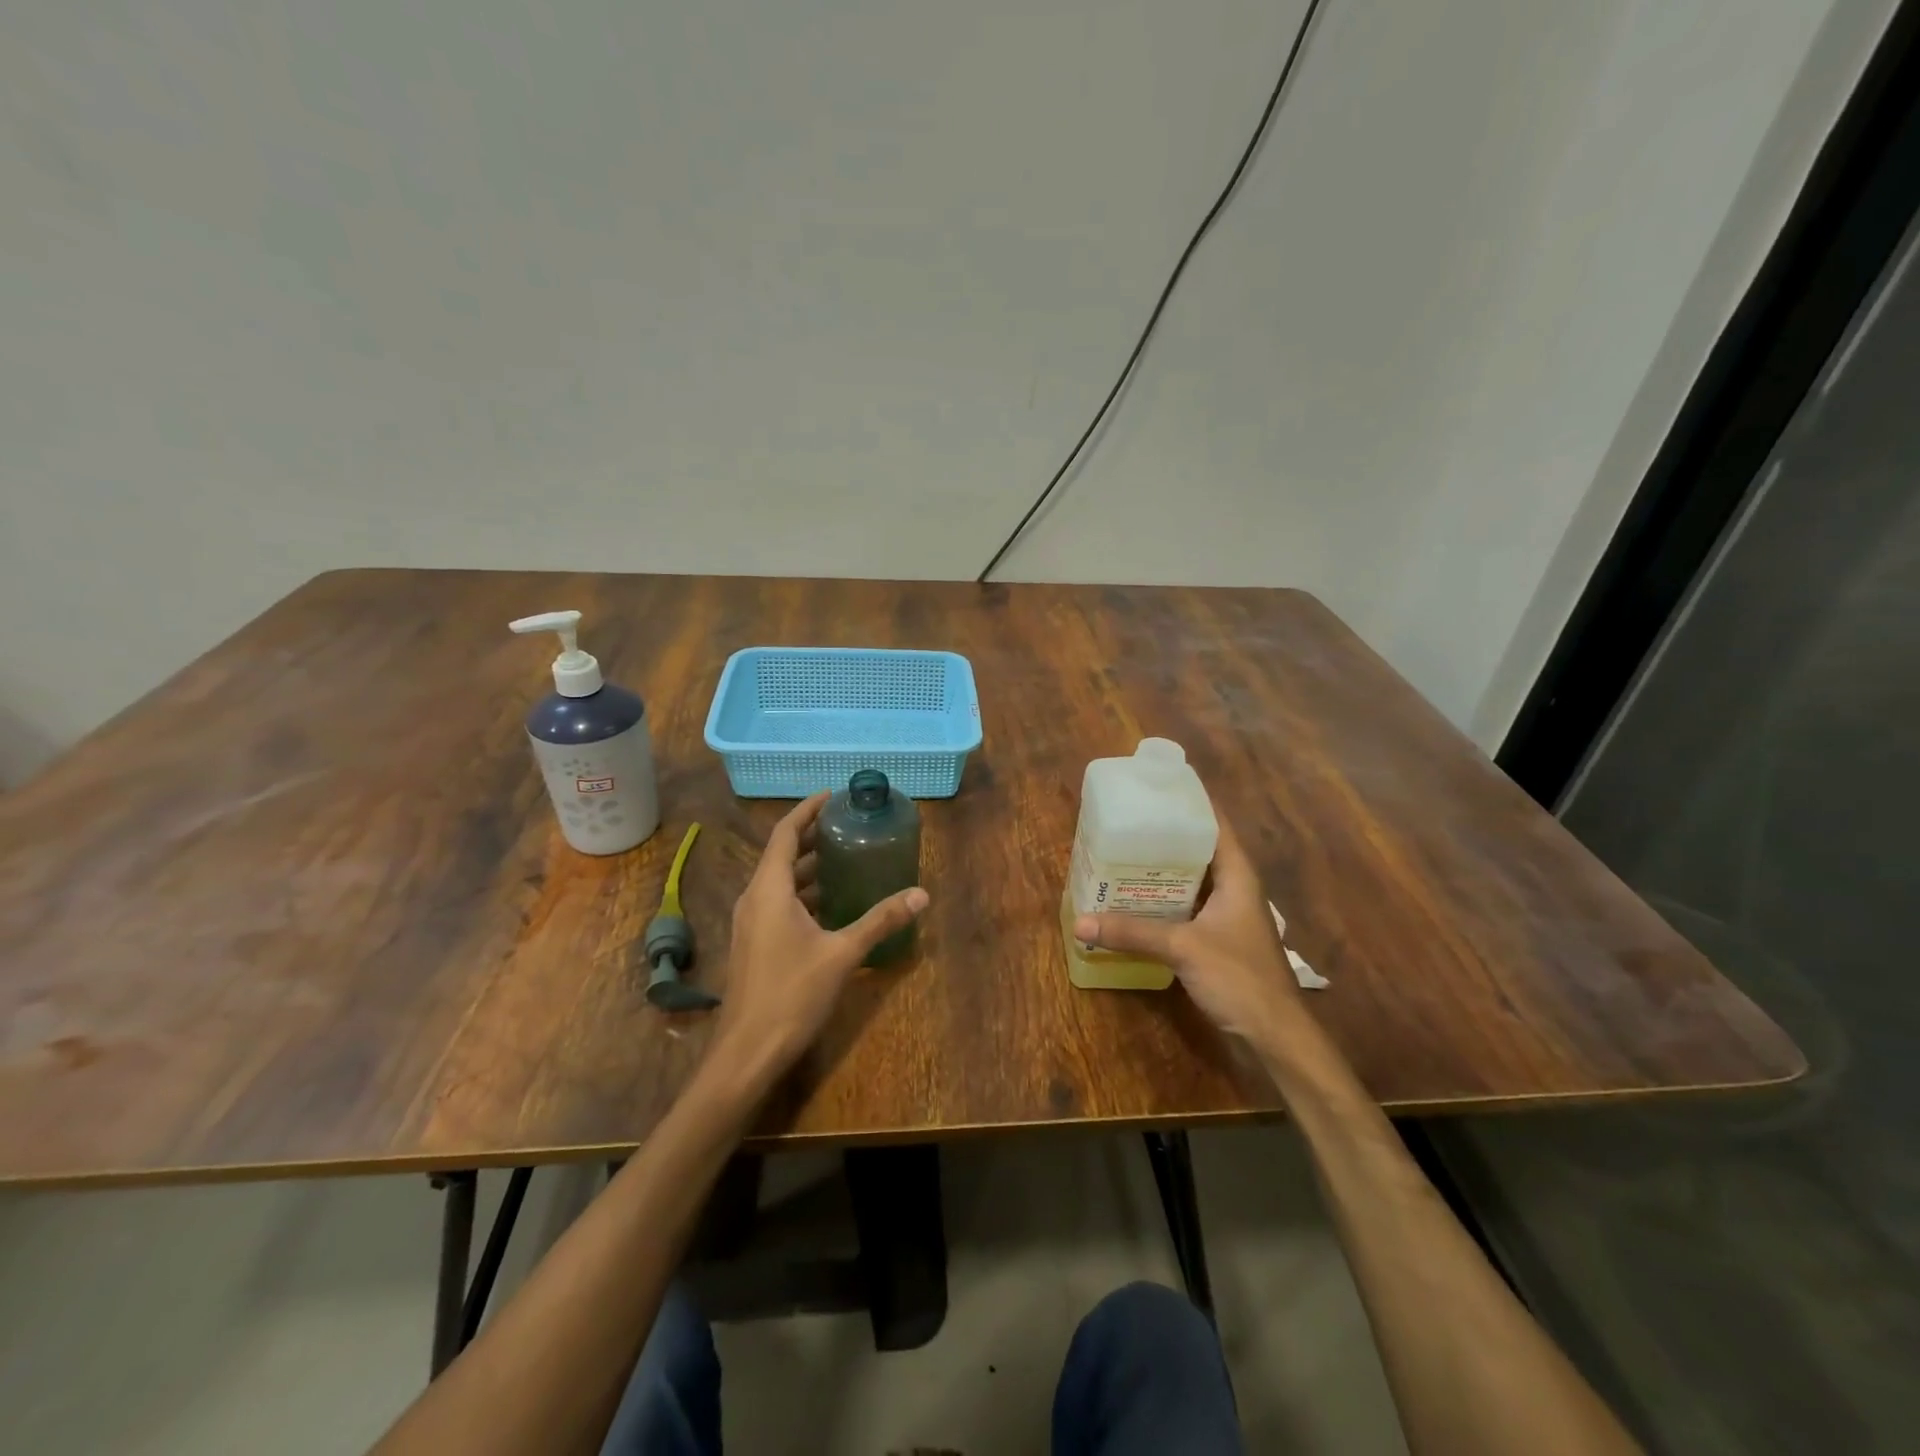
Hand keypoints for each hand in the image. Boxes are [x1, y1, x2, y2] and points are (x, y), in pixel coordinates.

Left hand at [712, 792, 929, 1082]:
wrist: (747, 1052)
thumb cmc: (791, 994)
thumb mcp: (842, 954)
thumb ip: (880, 920)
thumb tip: (921, 894)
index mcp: (770, 889)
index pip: (786, 833)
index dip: (808, 809)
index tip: (834, 795)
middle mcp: (755, 898)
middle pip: (783, 853)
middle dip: (814, 836)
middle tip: (849, 825)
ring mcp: (751, 922)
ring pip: (780, 881)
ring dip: (810, 866)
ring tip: (847, 858)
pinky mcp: (754, 943)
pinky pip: (779, 903)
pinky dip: (804, 893)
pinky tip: (832, 904)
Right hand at [1073, 809, 1300, 1045]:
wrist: (1275, 1034)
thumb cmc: (1239, 977)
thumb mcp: (1182, 948)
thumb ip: (1132, 933)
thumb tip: (1080, 923)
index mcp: (1238, 875)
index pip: (1216, 824)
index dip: (1190, 802)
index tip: (1157, 787)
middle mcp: (1235, 888)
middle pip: (1200, 849)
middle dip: (1166, 836)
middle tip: (1127, 821)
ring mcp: (1228, 915)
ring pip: (1192, 880)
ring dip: (1163, 870)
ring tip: (1124, 855)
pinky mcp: (1219, 938)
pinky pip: (1188, 907)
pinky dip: (1165, 900)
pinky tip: (1136, 901)